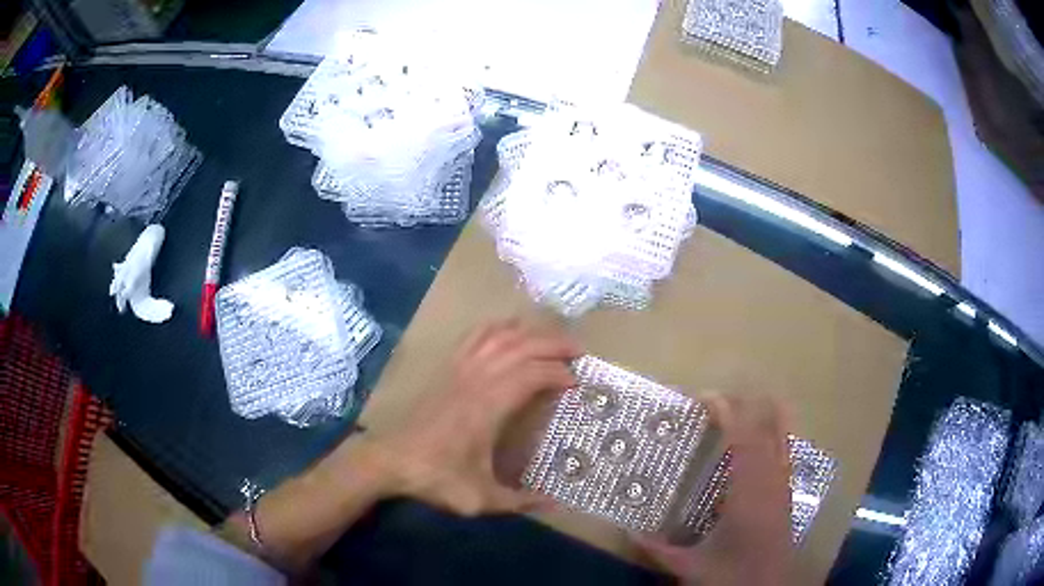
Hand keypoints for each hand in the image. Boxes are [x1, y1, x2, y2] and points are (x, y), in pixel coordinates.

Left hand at [370, 320, 579, 516]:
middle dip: (554, 344)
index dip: (559, 374)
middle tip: (580, 351)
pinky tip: (509, 329)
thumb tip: (555, 505)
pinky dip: (496, 327)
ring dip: (530, 332)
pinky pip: (474, 336)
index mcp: (489, 405)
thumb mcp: (480, 498)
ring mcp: (459, 369)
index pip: (532, 374)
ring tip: (552, 338)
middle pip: (521, 346)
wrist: (391, 459)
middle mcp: (477, 379)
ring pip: (500, 336)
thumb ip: (519, 502)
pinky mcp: (446, 368)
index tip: (577, 384)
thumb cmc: (436, 476)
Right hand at [636, 395, 793, 585]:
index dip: (727, 414)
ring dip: (771, 414)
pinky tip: (779, 428)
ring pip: (784, 438)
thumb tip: (629, 531)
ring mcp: (782, 487)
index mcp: (746, 496)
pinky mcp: (787, 494)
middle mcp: (769, 483)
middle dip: (745, 407)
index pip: (741, 443)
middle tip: (719, 395)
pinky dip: (784, 434)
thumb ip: (660, 549)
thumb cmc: (733, 575)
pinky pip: (789, 453)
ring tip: (759, 395)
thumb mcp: (692, 566)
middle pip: (763, 432)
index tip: (706, 397)